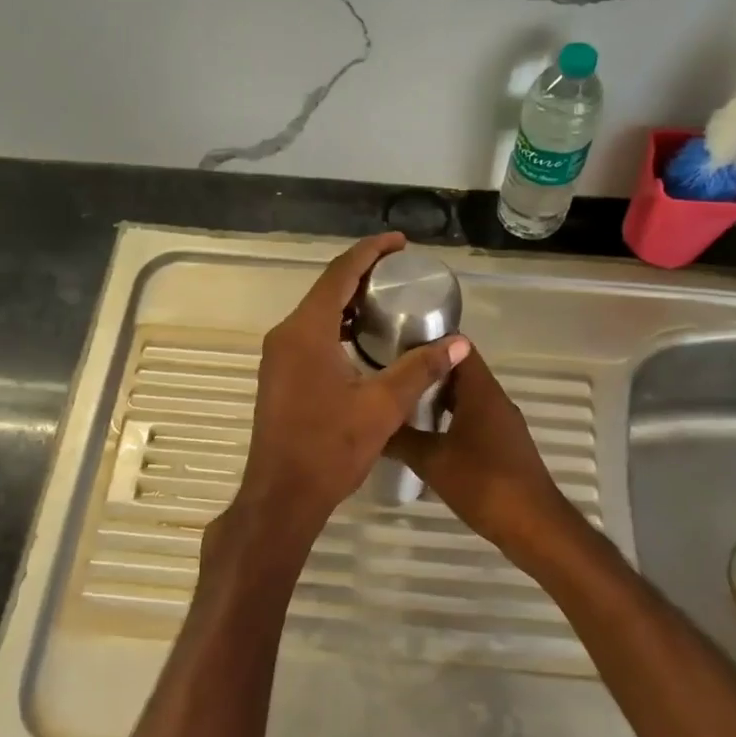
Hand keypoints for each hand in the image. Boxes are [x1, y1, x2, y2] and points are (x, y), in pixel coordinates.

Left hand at [208, 234, 468, 591]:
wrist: (282, 494)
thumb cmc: (330, 447)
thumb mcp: (382, 406)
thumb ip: (419, 369)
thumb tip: (458, 343)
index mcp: (307, 331)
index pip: (340, 274)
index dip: (371, 252)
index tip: (399, 242)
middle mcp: (286, 335)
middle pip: (326, 289)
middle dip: (362, 273)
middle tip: (400, 270)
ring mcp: (278, 356)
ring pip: (317, 313)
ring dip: (349, 301)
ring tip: (387, 298)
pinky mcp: (279, 375)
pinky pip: (310, 334)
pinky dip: (337, 325)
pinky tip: (363, 338)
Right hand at [384, 346, 580, 568]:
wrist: (533, 526)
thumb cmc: (483, 483)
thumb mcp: (432, 460)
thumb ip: (401, 439)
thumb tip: (373, 425)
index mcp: (481, 392)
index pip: (458, 347)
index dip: (430, 341)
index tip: (397, 343)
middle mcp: (495, 400)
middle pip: (460, 372)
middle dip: (427, 372)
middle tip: (391, 375)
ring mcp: (502, 423)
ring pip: (465, 398)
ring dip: (437, 399)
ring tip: (401, 404)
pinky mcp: (503, 446)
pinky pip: (472, 420)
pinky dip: (449, 420)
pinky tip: (426, 437)